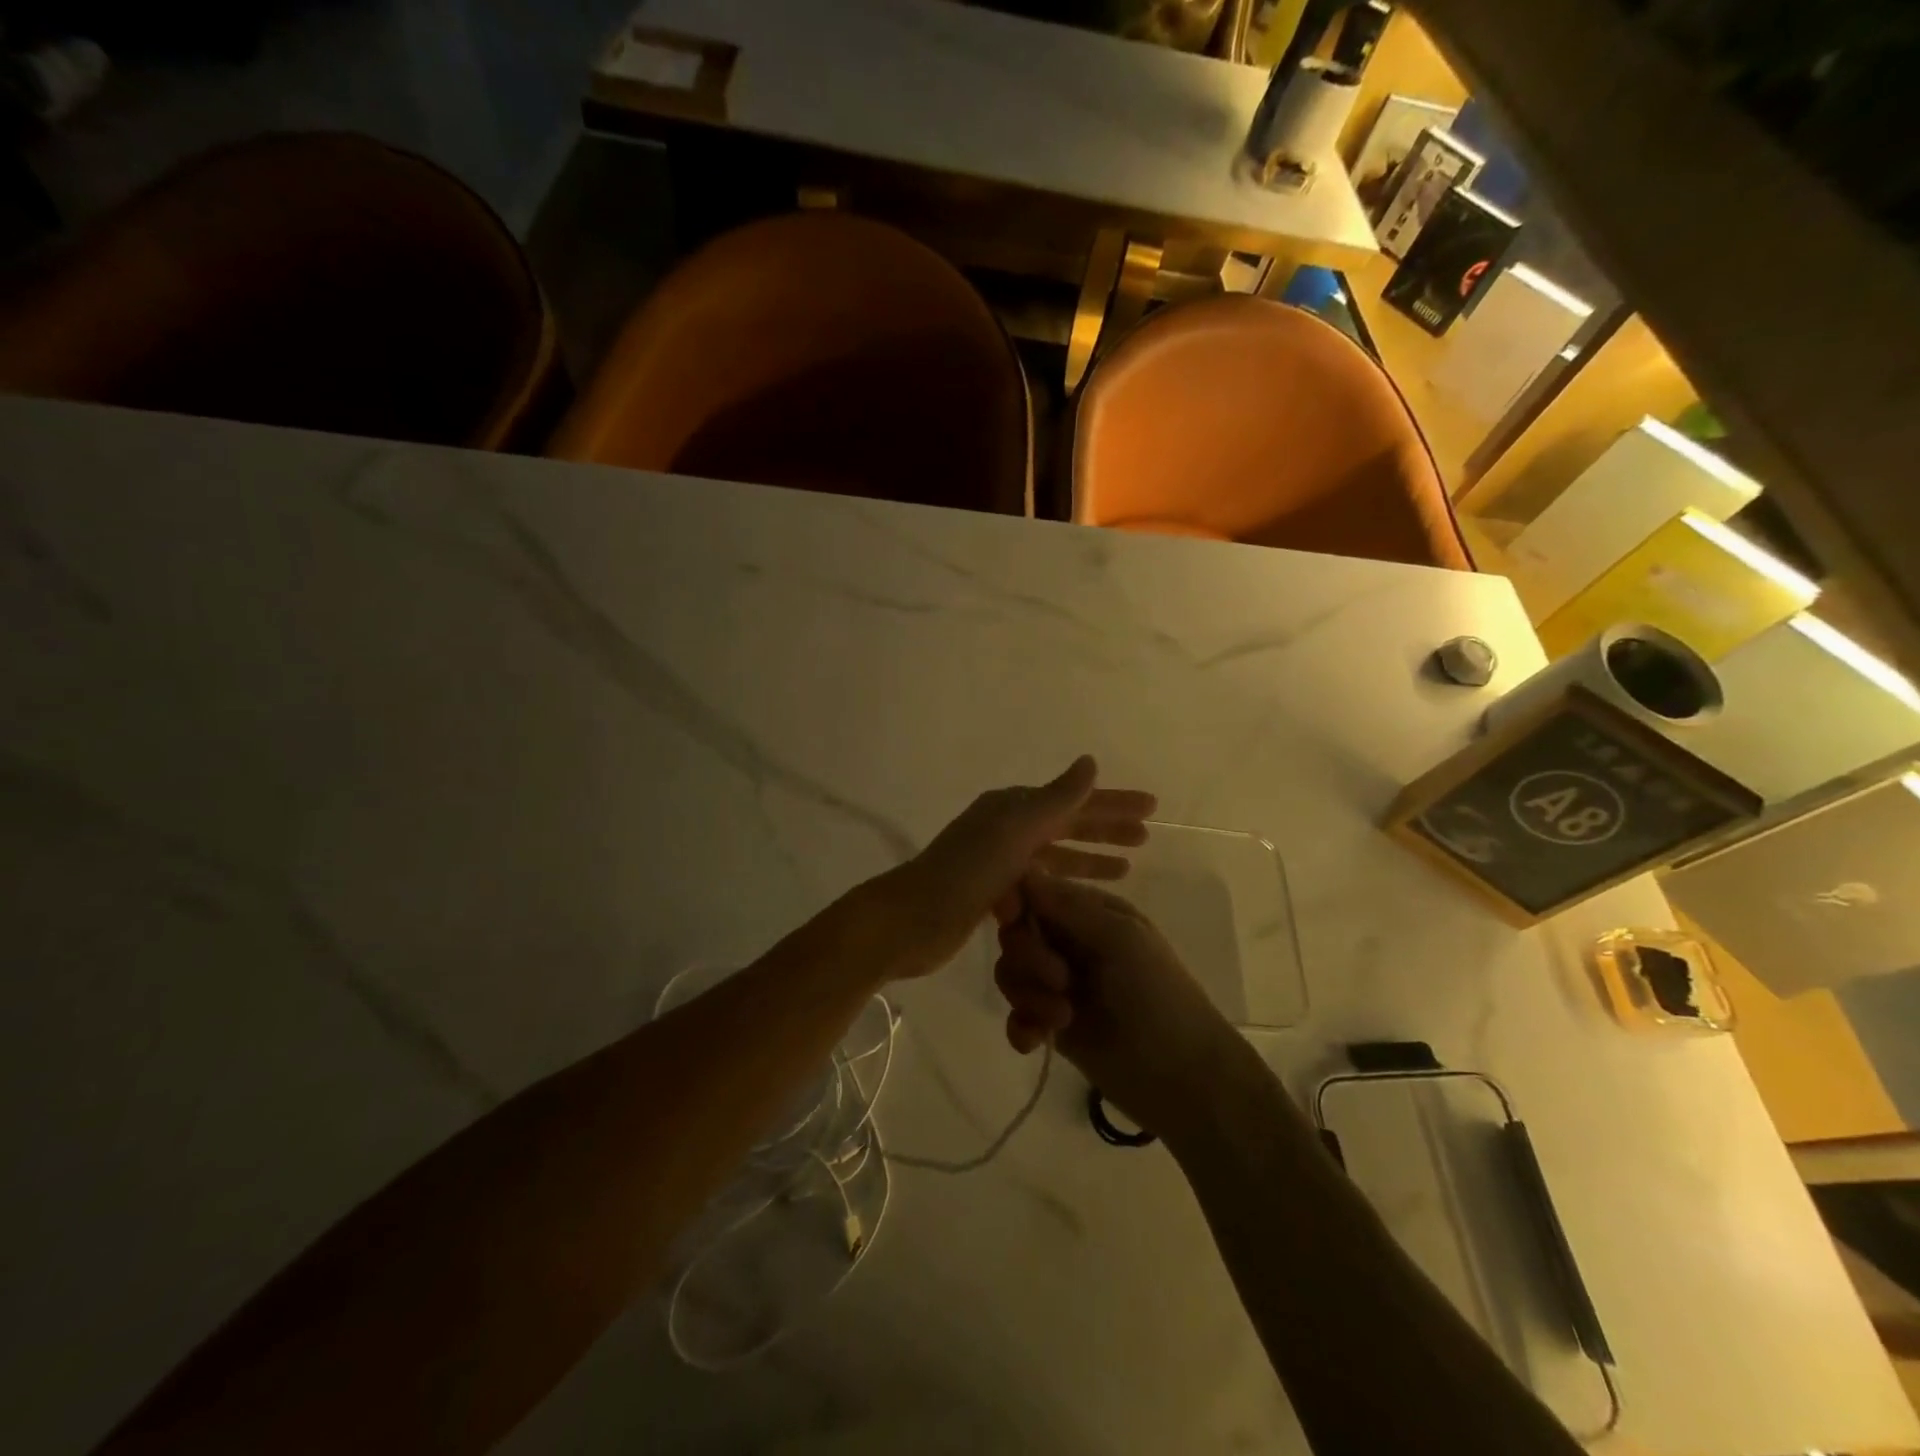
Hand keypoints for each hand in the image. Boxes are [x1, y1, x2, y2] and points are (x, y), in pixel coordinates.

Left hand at [866, 756, 1156, 981]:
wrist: (912, 919)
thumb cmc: (967, 872)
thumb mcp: (1015, 831)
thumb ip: (1056, 799)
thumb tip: (1090, 762)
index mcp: (1012, 808)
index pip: (1074, 800)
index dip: (1113, 803)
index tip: (1152, 807)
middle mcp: (1006, 828)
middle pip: (1066, 824)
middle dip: (1105, 829)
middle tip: (1147, 838)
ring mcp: (997, 861)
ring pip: (1054, 855)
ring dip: (1088, 858)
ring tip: (1127, 869)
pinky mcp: (991, 893)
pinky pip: (1039, 882)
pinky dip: (1062, 884)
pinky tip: (1081, 897)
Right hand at [994, 873, 1245, 1139]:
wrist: (1184, 1078)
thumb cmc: (1159, 996)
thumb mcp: (1120, 939)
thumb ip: (1068, 906)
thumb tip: (1024, 868)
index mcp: (1092, 914)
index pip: (1038, 893)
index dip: (1017, 903)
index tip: (1011, 918)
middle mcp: (1072, 943)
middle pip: (1018, 933)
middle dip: (1029, 958)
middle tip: (1060, 981)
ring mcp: (1062, 985)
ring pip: (1013, 973)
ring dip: (1028, 995)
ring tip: (1061, 1018)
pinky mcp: (1053, 1024)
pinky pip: (1017, 1014)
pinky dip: (1021, 1026)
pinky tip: (1036, 1041)